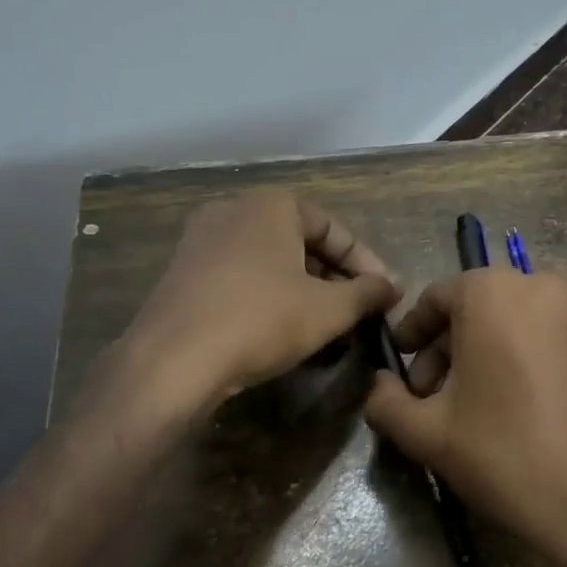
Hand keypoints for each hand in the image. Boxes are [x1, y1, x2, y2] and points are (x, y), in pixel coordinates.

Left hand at [77, 191, 400, 440]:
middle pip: (301, 243)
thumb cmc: (262, 320)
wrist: (173, 361)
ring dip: (303, 291)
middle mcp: (234, 210)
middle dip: (333, 279)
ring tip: (324, 327)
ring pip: (270, 262)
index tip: (384, 295)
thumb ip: (368, 293)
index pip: (334, 229)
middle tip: (355, 312)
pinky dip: (267, 297)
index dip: (365, 263)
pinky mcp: (182, 273)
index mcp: (272, 205)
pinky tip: (280, 331)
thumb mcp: (329, 309)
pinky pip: (240, 277)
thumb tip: (394, 285)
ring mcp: (201, 240)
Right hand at [363, 269, 566, 566]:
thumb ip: (386, 401)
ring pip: (503, 322)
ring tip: (460, 408)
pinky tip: (499, 406)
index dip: (410, 334)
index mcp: (490, 291)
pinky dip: (508, 357)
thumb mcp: (426, 431)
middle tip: (426, 398)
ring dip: (473, 356)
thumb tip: (378, 385)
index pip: (434, 298)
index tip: (398, 369)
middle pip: (470, 308)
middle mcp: (534, 285)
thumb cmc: (501, 450)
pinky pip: (533, 335)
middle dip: (442, 350)